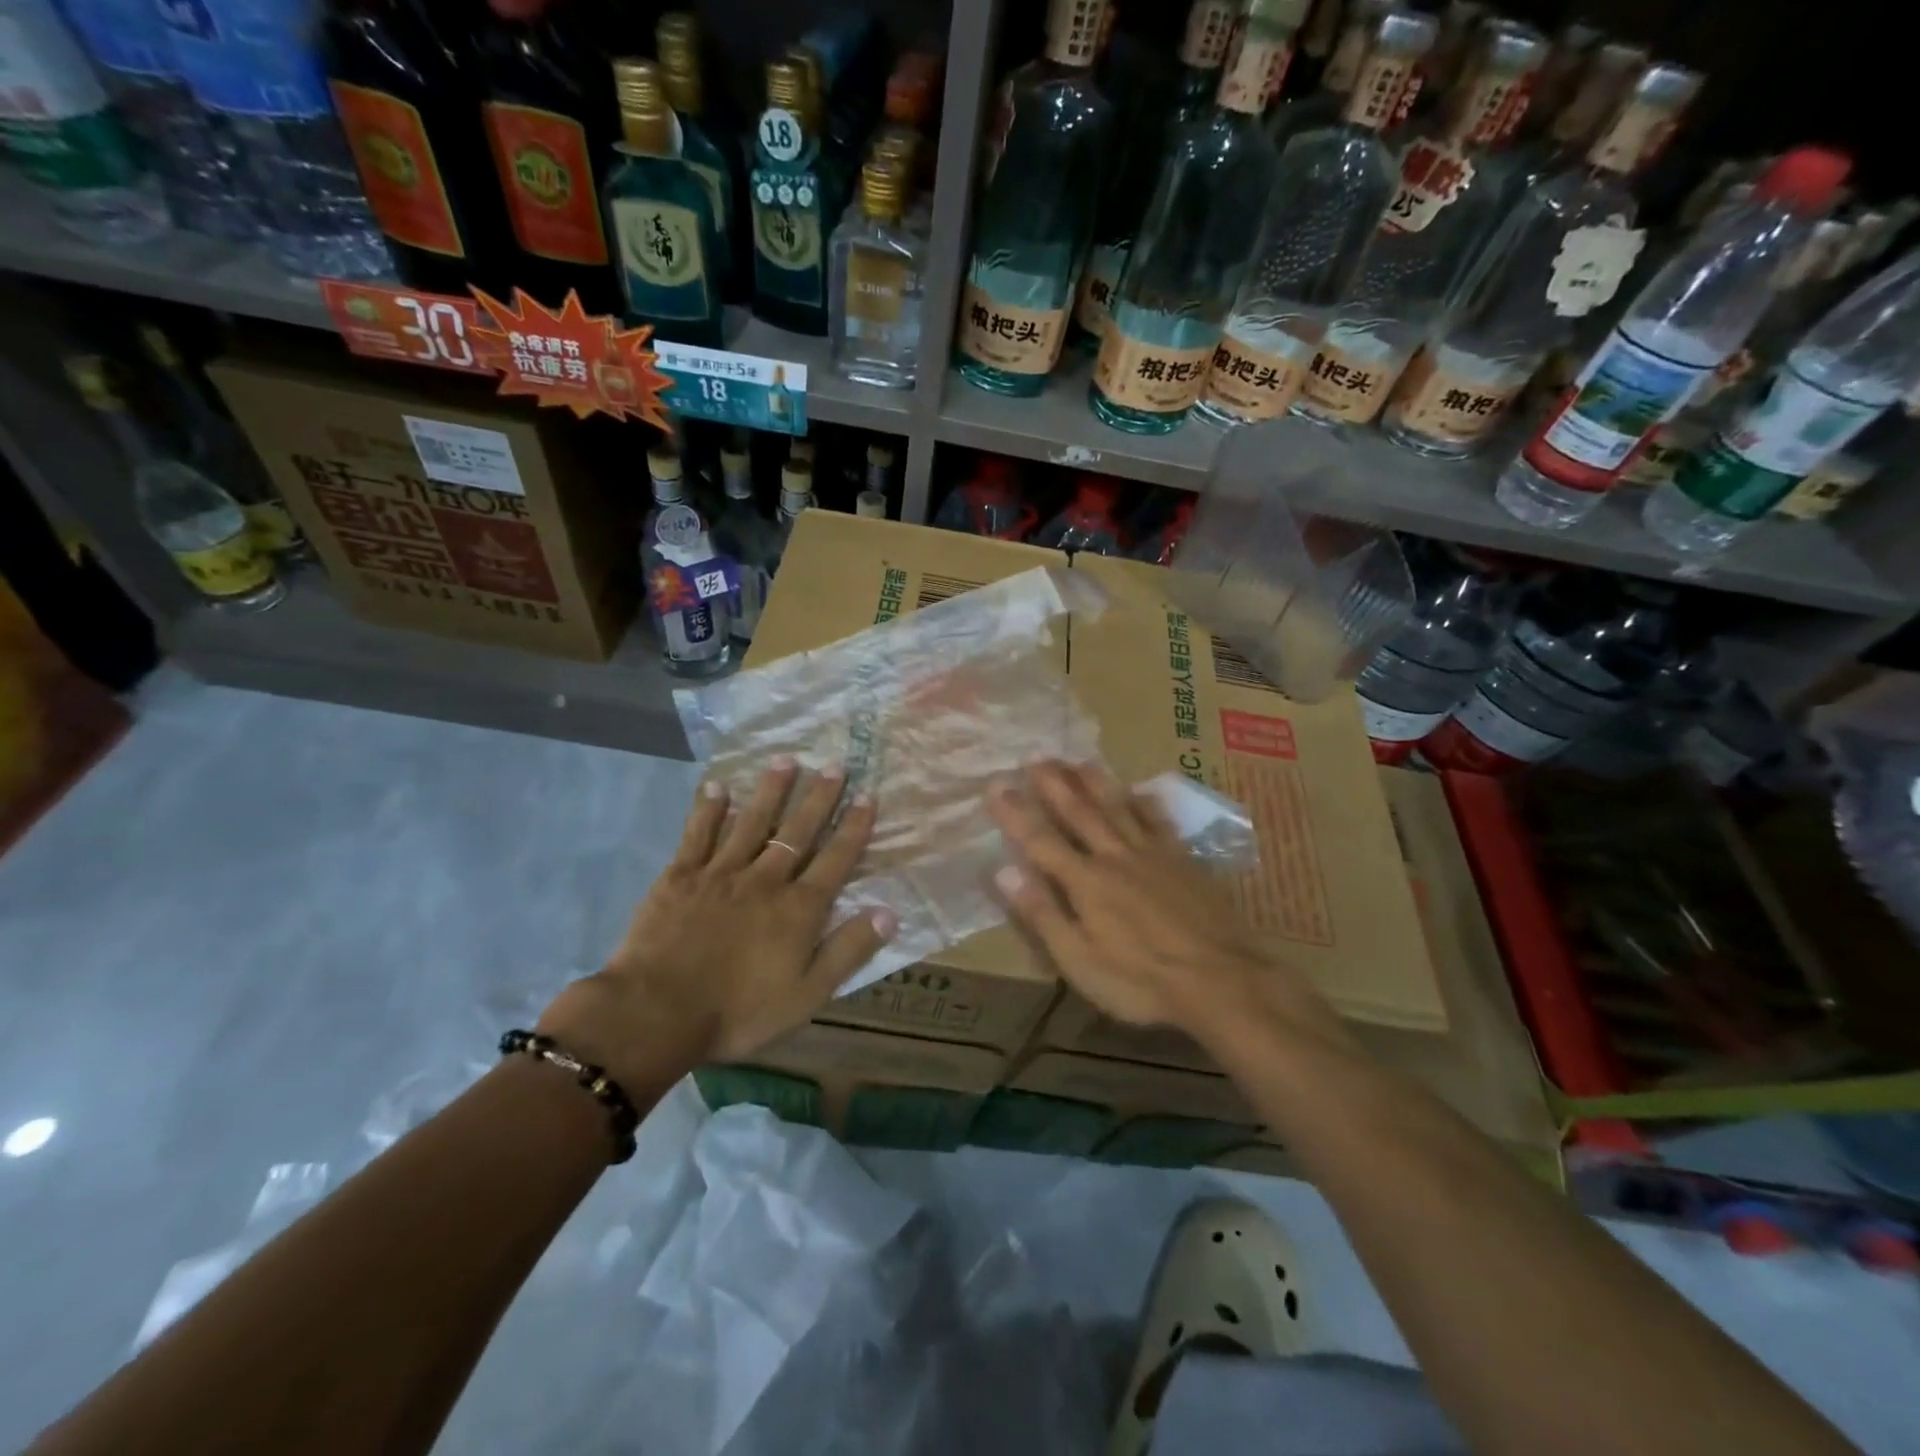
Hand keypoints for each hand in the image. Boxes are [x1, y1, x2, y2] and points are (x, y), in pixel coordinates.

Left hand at [539, 759, 893, 1088]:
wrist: (656, 1013)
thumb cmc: (738, 1012)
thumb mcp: (807, 995)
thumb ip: (848, 951)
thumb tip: (889, 913)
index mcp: (798, 908)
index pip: (835, 859)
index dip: (854, 827)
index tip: (868, 796)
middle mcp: (765, 880)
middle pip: (798, 831)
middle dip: (819, 797)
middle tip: (834, 764)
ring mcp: (720, 873)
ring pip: (752, 822)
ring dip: (770, 790)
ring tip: (785, 759)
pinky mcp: (680, 876)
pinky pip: (698, 835)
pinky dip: (708, 810)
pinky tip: (716, 787)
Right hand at [986, 761, 1337, 1046]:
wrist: (1222, 981)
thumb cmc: (1141, 980)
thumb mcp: (1079, 960)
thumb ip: (1042, 913)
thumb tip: (1004, 869)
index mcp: (1085, 882)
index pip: (1041, 840)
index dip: (1016, 812)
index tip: (995, 784)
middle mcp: (1115, 857)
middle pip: (1080, 813)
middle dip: (1055, 784)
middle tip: (1036, 757)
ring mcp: (1154, 855)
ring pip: (1118, 808)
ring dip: (1095, 783)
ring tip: (1078, 760)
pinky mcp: (1185, 862)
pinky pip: (1160, 822)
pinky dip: (1146, 804)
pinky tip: (1141, 791)